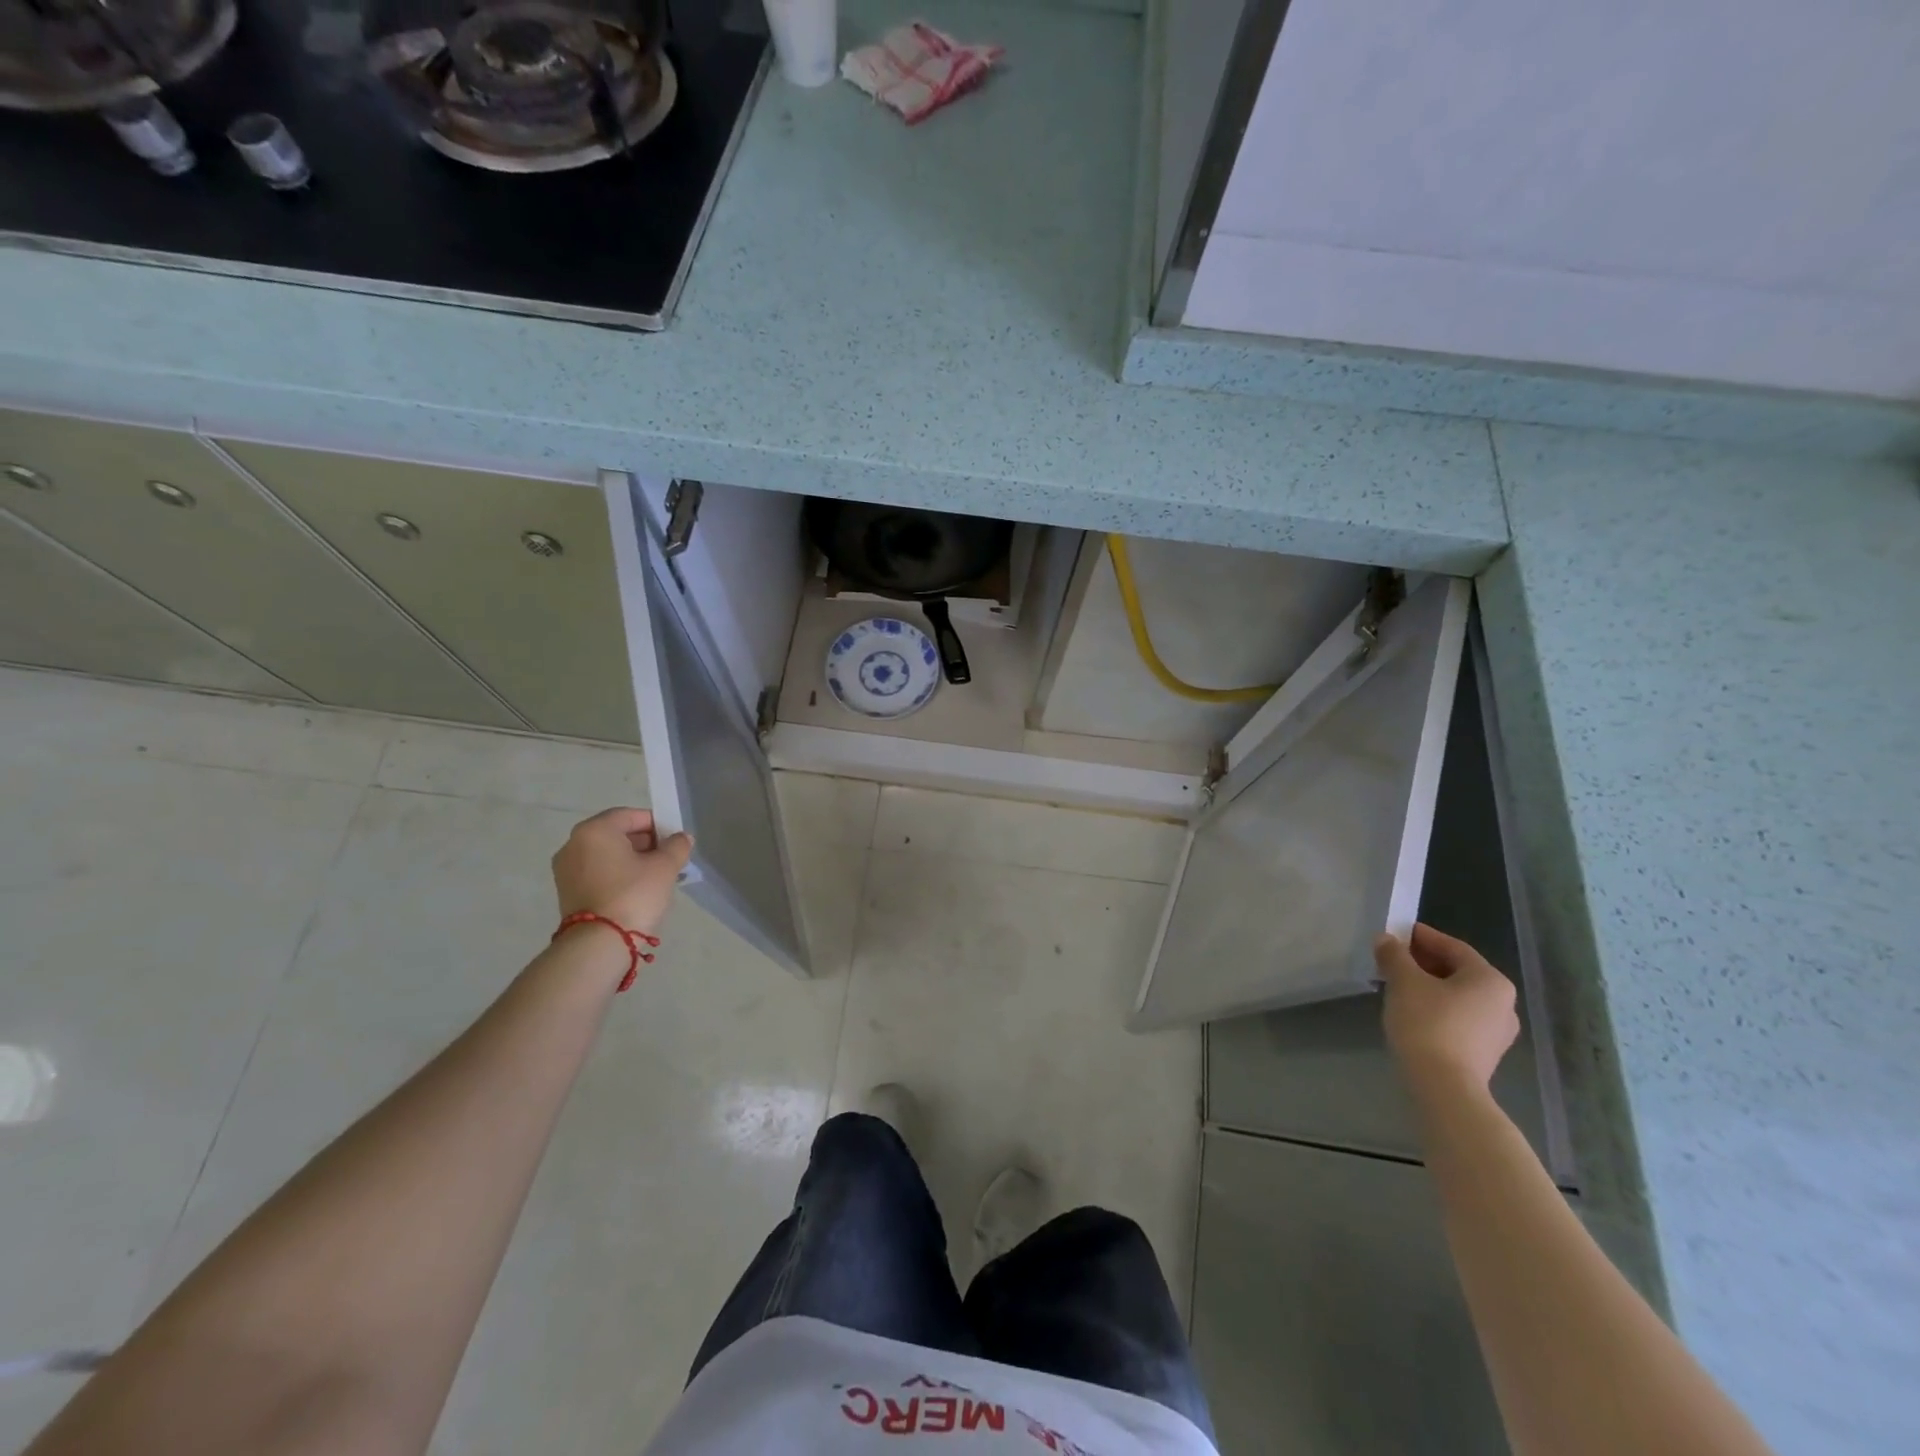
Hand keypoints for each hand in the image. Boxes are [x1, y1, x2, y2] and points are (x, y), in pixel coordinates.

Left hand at [551, 807, 693, 935]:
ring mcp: (566, 869)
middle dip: (644, 843)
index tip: (674, 840)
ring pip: (606, 855)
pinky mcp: (566, 892)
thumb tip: (681, 838)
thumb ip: (677, 846)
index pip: (630, 816)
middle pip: (616, 834)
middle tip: (668, 859)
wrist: (599, 944)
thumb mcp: (665, 867)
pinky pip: (596, 872)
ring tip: (655, 877)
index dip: (656, 824)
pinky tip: (636, 890)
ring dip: (631, 860)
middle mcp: (574, 844)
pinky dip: (616, 874)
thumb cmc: (633, 895)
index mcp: (595, 830)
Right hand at [1374, 923, 1518, 1096]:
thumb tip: (1386, 940)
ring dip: (1428, 986)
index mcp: (1490, 980)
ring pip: (1458, 996)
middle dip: (1423, 962)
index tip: (1396, 933)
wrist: (1443, 1087)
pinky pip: (1459, 1018)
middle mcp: (1503, 1003)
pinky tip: (1412, 1012)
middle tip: (1392, 959)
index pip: (1453, 947)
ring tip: (1397, 985)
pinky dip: (1436, 1008)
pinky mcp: (1485, 1053)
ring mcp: (1497, 1032)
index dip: (1422, 937)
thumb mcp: (1404, 981)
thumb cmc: (1428, 1023)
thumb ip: (1394, 955)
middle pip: (1458, 971)